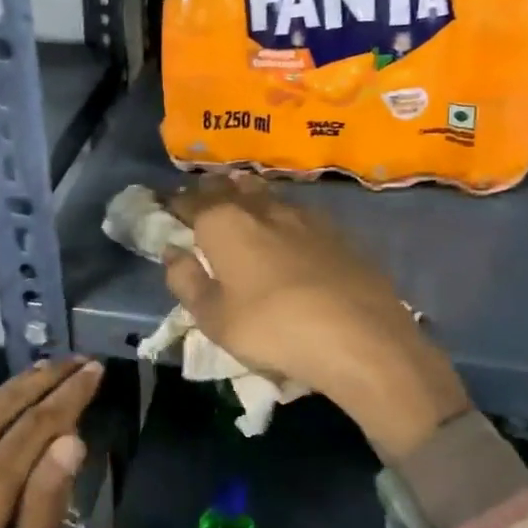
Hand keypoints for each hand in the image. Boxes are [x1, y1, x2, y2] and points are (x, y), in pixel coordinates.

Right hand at [165, 172, 469, 457]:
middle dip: (212, 191)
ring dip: (249, 195)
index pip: (191, 203)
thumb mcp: (213, 318)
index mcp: (224, 224)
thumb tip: (172, 252)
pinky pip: (299, 212)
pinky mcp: (338, 232)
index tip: (167, 206)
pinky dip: (282, 214)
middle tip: (203, 198)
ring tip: (241, 199)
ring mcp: (305, 217)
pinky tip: (287, 227)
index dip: (176, 204)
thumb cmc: (272, 329)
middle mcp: (262, 209)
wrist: (360, 338)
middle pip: (231, 188)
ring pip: (268, 195)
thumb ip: (186, 281)